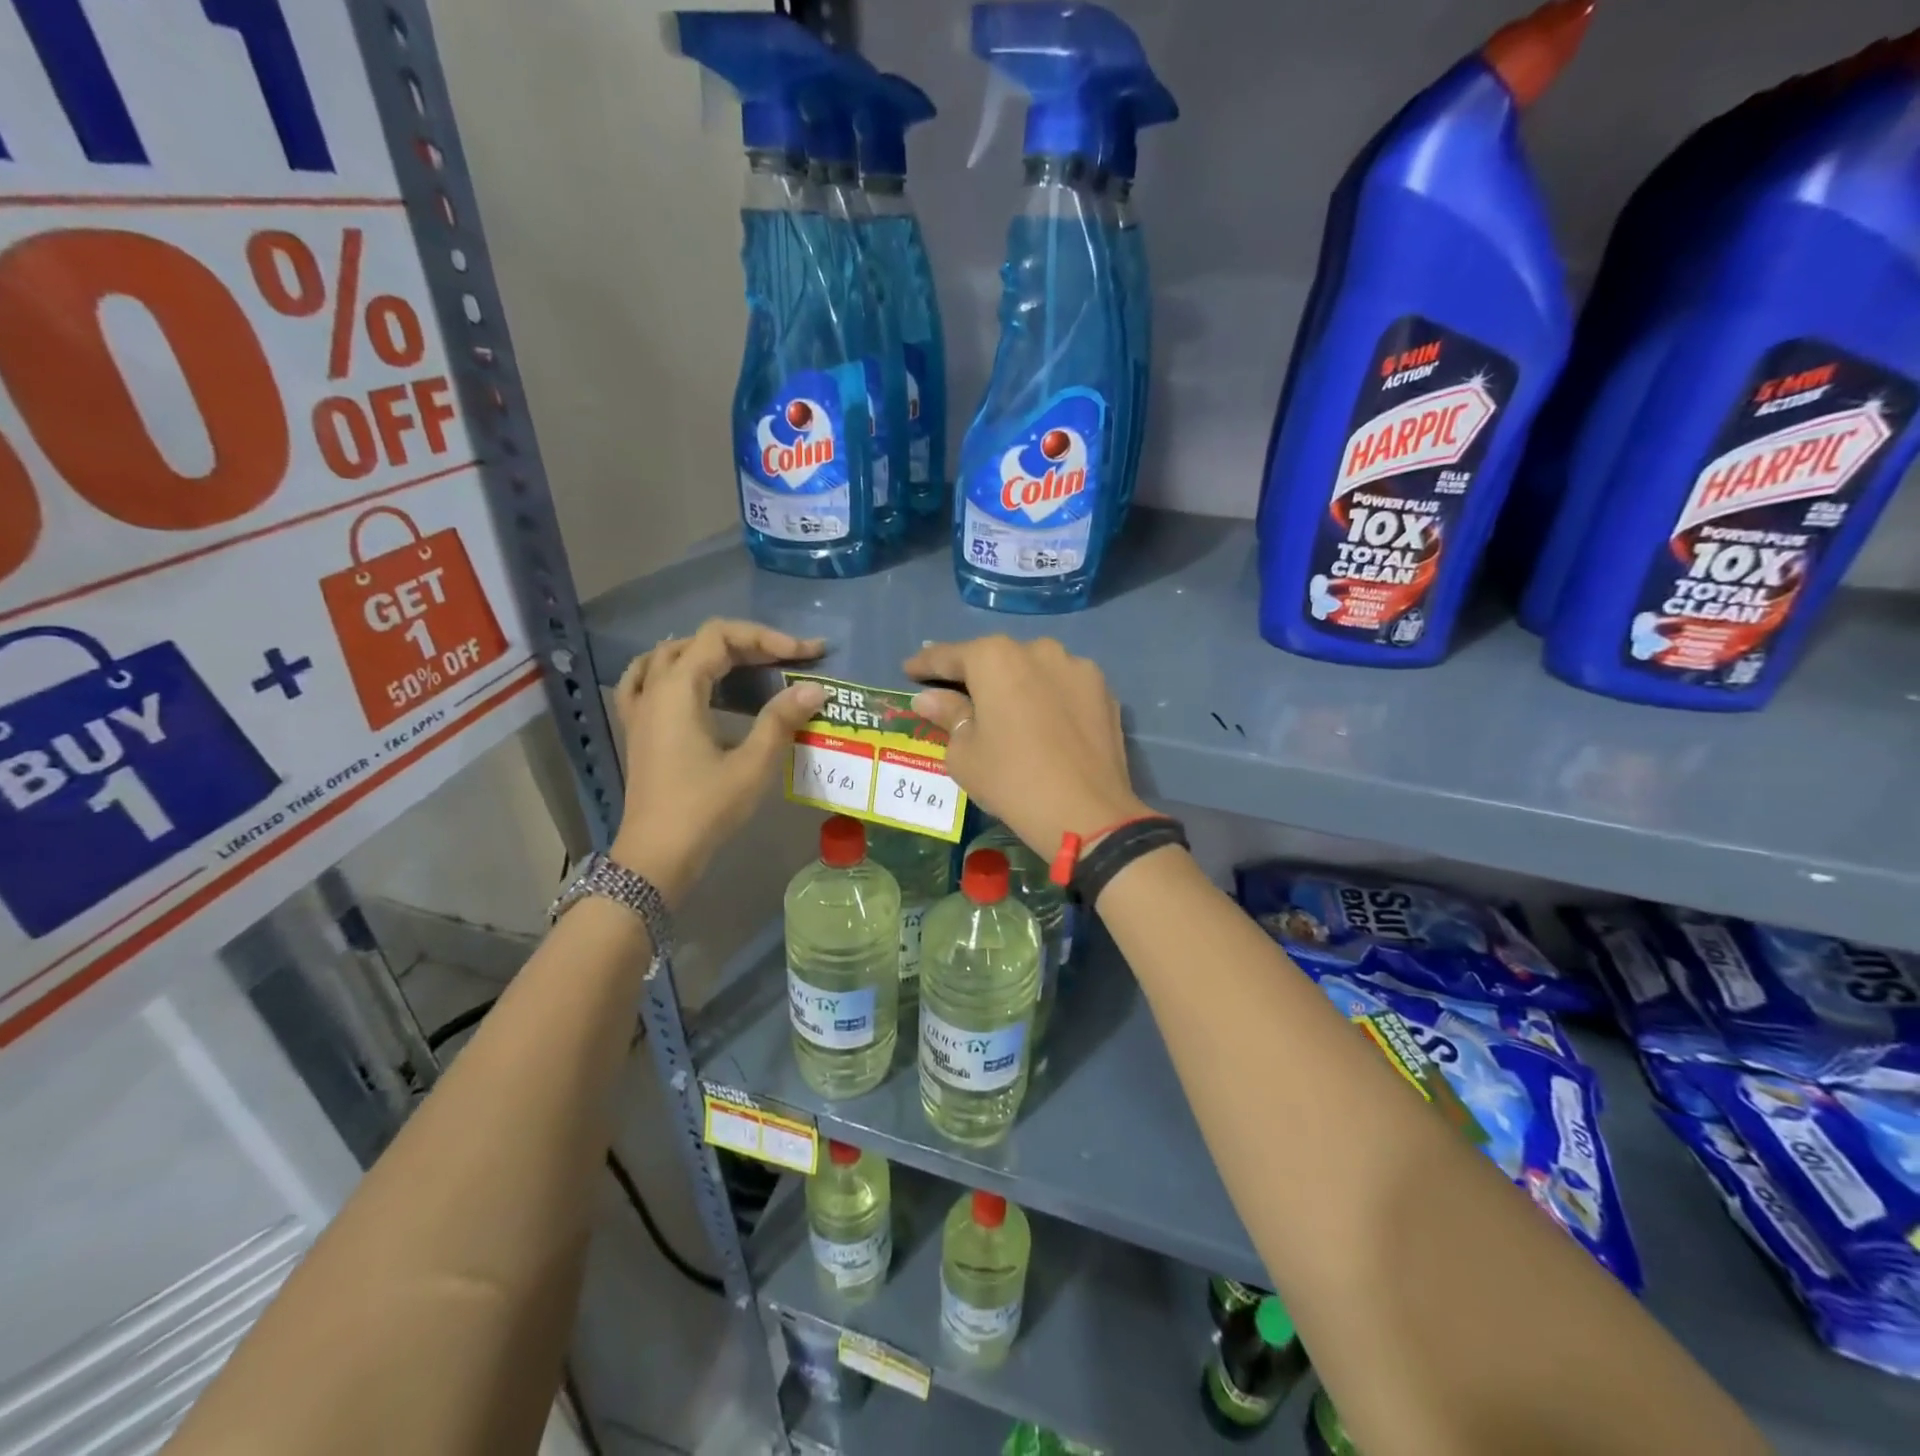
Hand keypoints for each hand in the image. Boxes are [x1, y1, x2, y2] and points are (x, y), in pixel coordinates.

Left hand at [611, 619, 825, 904]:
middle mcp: (655, 689)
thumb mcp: (752, 765)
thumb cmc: (705, 809)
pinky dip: (670, 668)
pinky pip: (645, 680)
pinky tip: (687, 680)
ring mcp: (640, 708)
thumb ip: (781, 720)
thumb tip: (816, 688)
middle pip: (699, 642)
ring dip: (710, 652)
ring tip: (746, 662)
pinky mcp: (638, 729)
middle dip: (748, 644)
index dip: (766, 637)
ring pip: (671, 656)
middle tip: (789, 661)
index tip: (804, 654)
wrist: (657, 855)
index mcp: (679, 689)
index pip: (721, 636)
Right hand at [904, 635, 1147, 859]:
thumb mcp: (965, 753)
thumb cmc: (1011, 780)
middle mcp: (1038, 649)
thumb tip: (930, 698)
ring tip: (1004, 709)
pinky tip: (1042, 722)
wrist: (1087, 813)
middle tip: (955, 693)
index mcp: (995, 658)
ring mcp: (1077, 667)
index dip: (925, 664)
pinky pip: (1063, 687)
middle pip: (996, 658)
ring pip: (1034, 669)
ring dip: (1016, 683)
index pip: (950, 656)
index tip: (909, 670)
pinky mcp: (1104, 691)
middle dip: (974, 674)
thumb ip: (947, 715)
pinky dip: (1048, 698)